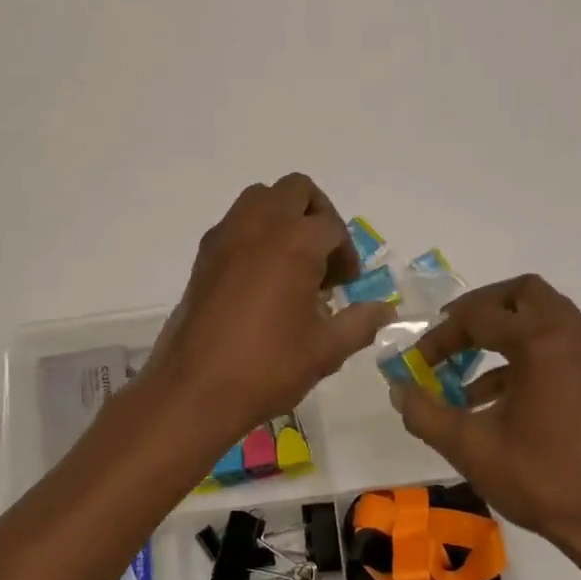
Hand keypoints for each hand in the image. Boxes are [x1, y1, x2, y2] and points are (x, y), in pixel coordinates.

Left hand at [144, 174, 394, 445]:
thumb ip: (360, 323)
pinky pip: (236, 222)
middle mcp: (260, 225)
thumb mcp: (326, 350)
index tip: (346, 288)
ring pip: (261, 198)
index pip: (333, 227)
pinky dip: (255, 233)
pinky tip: (261, 280)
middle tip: (323, 258)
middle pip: (296, 190)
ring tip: (292, 263)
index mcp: (296, 242)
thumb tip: (385, 310)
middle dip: (318, 215)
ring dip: (284, 217)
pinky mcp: (204, 254)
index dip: (347, 255)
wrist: (195, 389)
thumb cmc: (267, 367)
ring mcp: (226, 236)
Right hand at [392, 275, 580, 575]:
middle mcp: (575, 335)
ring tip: (470, 381)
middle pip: (523, 295)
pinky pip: (564, 347)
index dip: (442, 335)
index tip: (419, 362)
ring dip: (506, 336)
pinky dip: (532, 357)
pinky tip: (506, 402)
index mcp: (542, 341)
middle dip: (482, 310)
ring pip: (546, 319)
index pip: (479, 316)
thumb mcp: (470, 447)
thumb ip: (425, 413)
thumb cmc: (543, 479)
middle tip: (454, 336)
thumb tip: (398, 389)